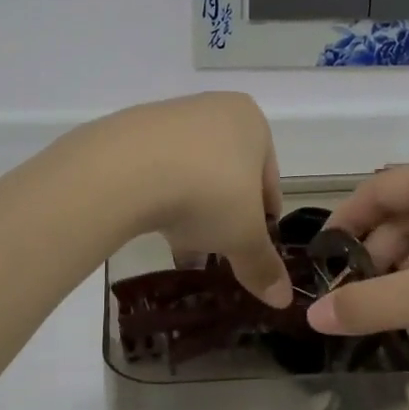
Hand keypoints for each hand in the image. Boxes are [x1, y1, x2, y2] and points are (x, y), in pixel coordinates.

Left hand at [82, 92, 291, 307]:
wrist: (125, 170)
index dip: (264, 216)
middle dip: (224, 215)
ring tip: (183, 249)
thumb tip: (283, 299)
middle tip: (218, 250)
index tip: (255, 244)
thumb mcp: (243, 237)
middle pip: (227, 174)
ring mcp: (167, 117)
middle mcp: (211, 109)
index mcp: (250, 121)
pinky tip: (154, 228)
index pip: (268, 177)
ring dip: (191, 210)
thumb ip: (263, 265)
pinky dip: (160, 198)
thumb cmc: (207, 193)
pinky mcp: (129, 132)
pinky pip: (155, 171)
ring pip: (190, 173)